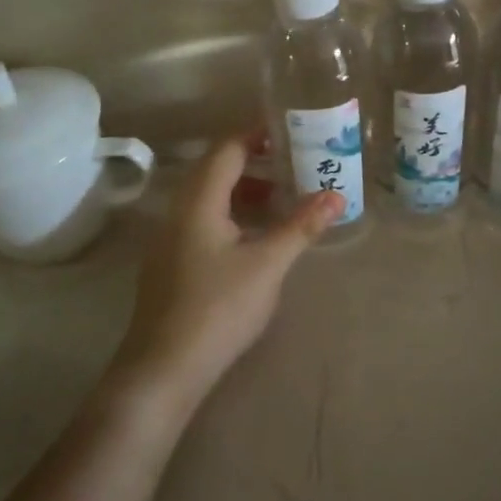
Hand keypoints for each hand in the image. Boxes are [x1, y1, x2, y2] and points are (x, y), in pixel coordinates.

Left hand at [109, 135, 341, 415]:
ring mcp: (171, 239)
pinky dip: (233, 214)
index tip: (291, 131)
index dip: (256, 135)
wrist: (163, 369)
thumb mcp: (268, 265)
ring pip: (210, 198)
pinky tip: (256, 237)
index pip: (227, 149)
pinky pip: (204, 220)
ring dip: (244, 191)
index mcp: (198, 202)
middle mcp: (179, 212)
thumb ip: (301, 226)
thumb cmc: (217, 308)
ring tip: (282, 198)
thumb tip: (337, 195)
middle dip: (255, 162)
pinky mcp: (172, 263)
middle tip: (294, 163)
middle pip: (216, 170)